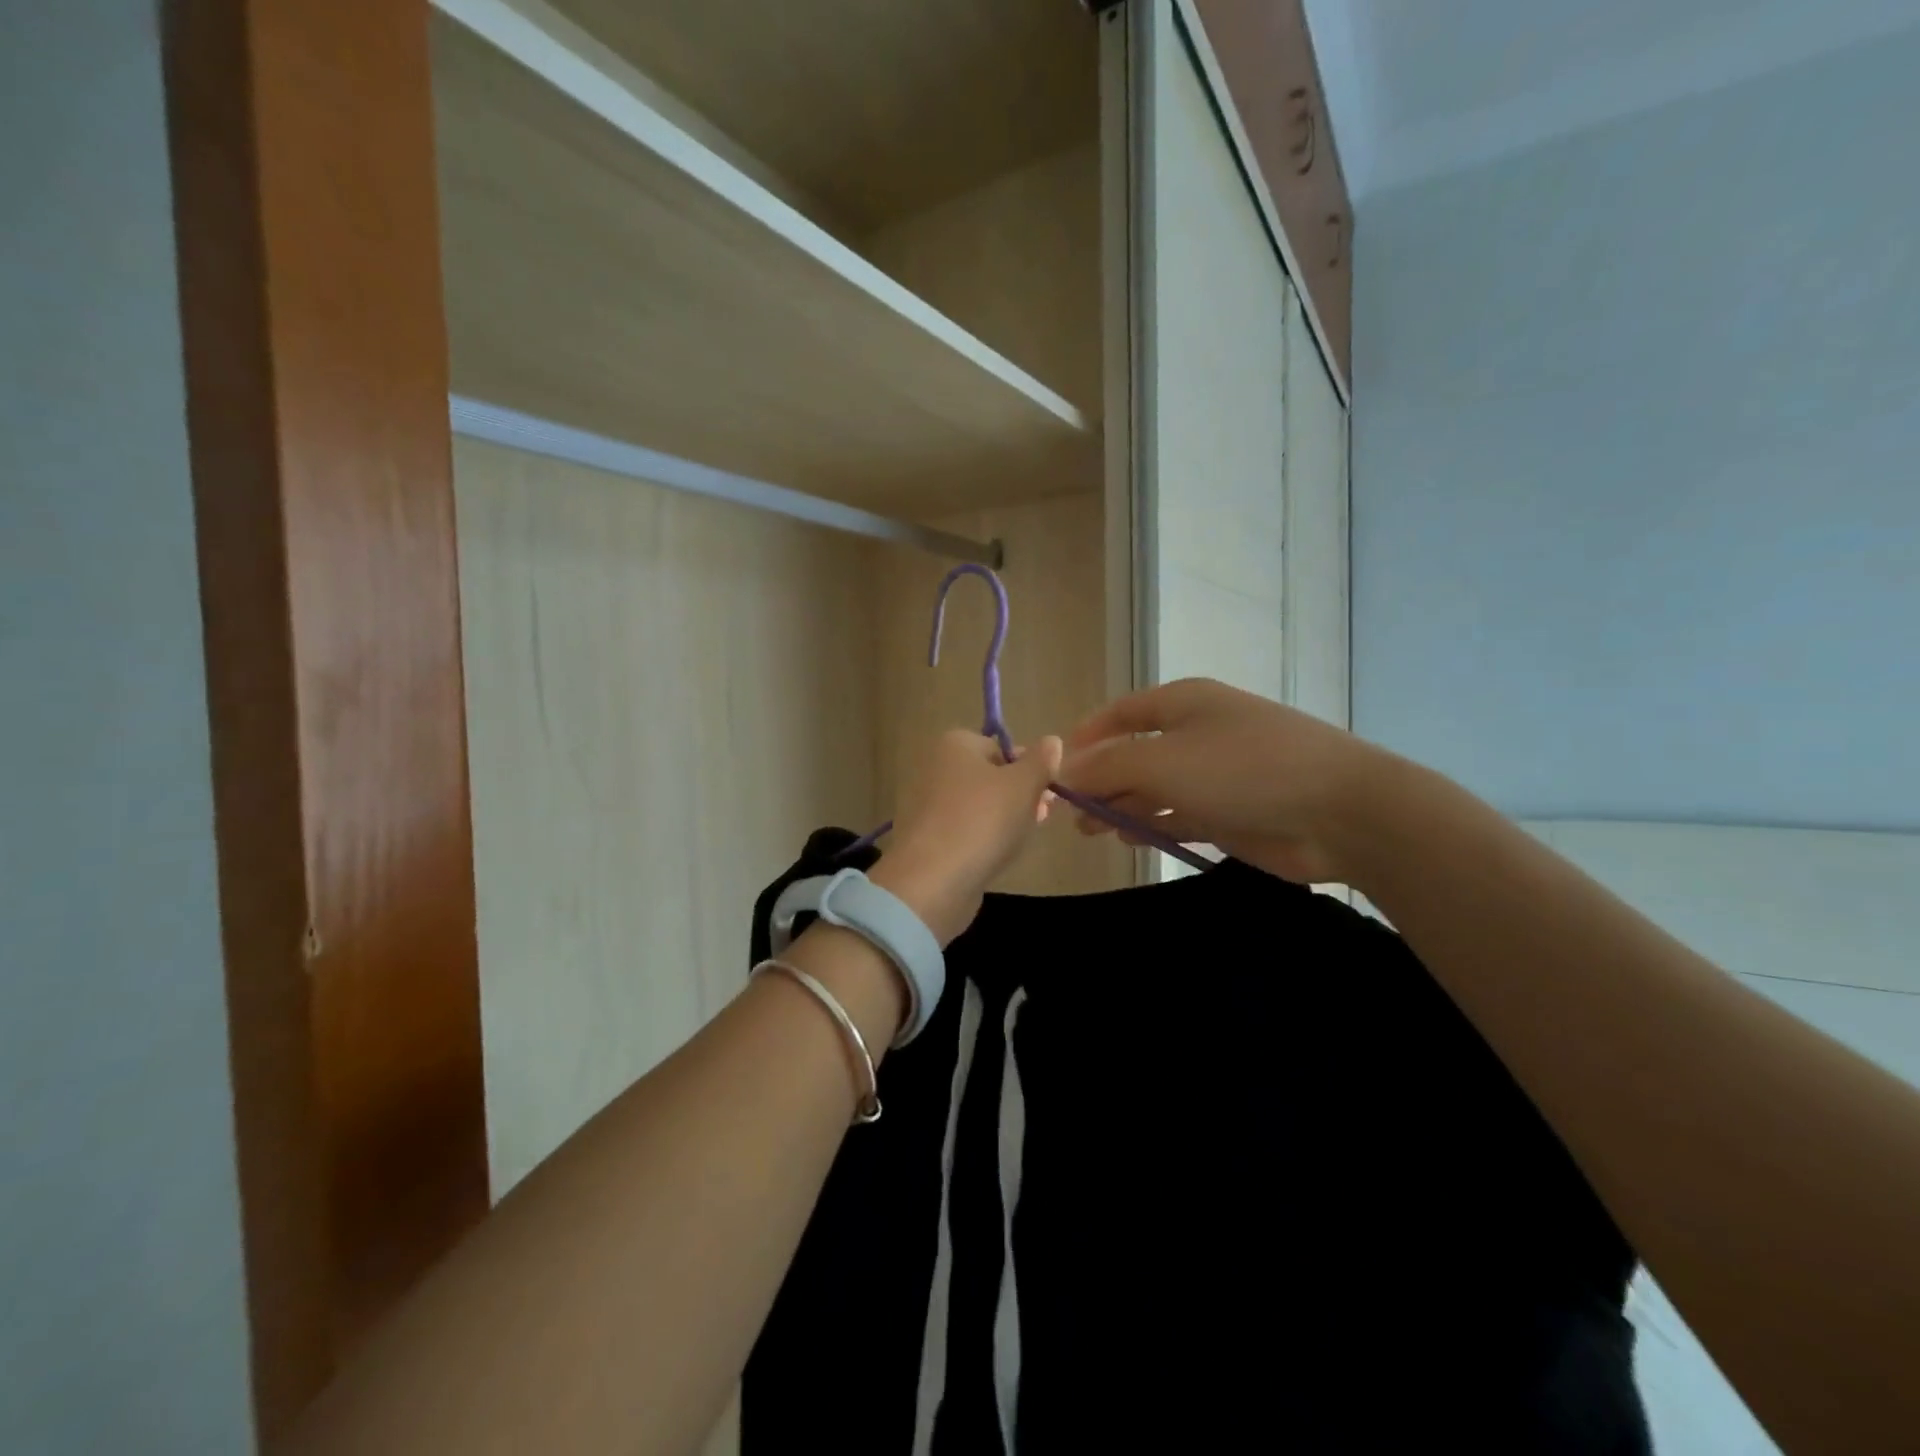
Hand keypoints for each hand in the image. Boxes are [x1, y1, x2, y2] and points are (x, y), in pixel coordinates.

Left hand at [871, 730, 1061, 945]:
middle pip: (991, 777)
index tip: (1047, 794)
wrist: (933, 880)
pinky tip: (997, 856)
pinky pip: (964, 831)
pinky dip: (982, 840)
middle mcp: (935, 767)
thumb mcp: (1024, 784)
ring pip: (979, 806)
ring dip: (1005, 820)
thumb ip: (1041, 761)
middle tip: (1041, 818)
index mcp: (954, 744)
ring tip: (1021, 840)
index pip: (1002, 748)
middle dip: (1021, 797)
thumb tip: (1052, 741)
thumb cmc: (982, 820)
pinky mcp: (925, 839)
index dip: (1029, 770)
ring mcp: (926, 805)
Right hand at [1058, 678, 1389, 885]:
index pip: (1120, 713)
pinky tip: (1131, 837)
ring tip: (1092, 830)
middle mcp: (1197, 732)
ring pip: (1155, 786)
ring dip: (1122, 805)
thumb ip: (1108, 767)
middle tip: (1070, 812)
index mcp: (1182, 702)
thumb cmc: (1244, 769)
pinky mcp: (1232, 811)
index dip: (1086, 736)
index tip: (1056, 768)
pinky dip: (1153, 823)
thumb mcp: (1163, 761)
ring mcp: (1216, 773)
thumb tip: (1064, 773)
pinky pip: (1179, 813)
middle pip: (1134, 752)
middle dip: (1100, 779)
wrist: (1341, 812)